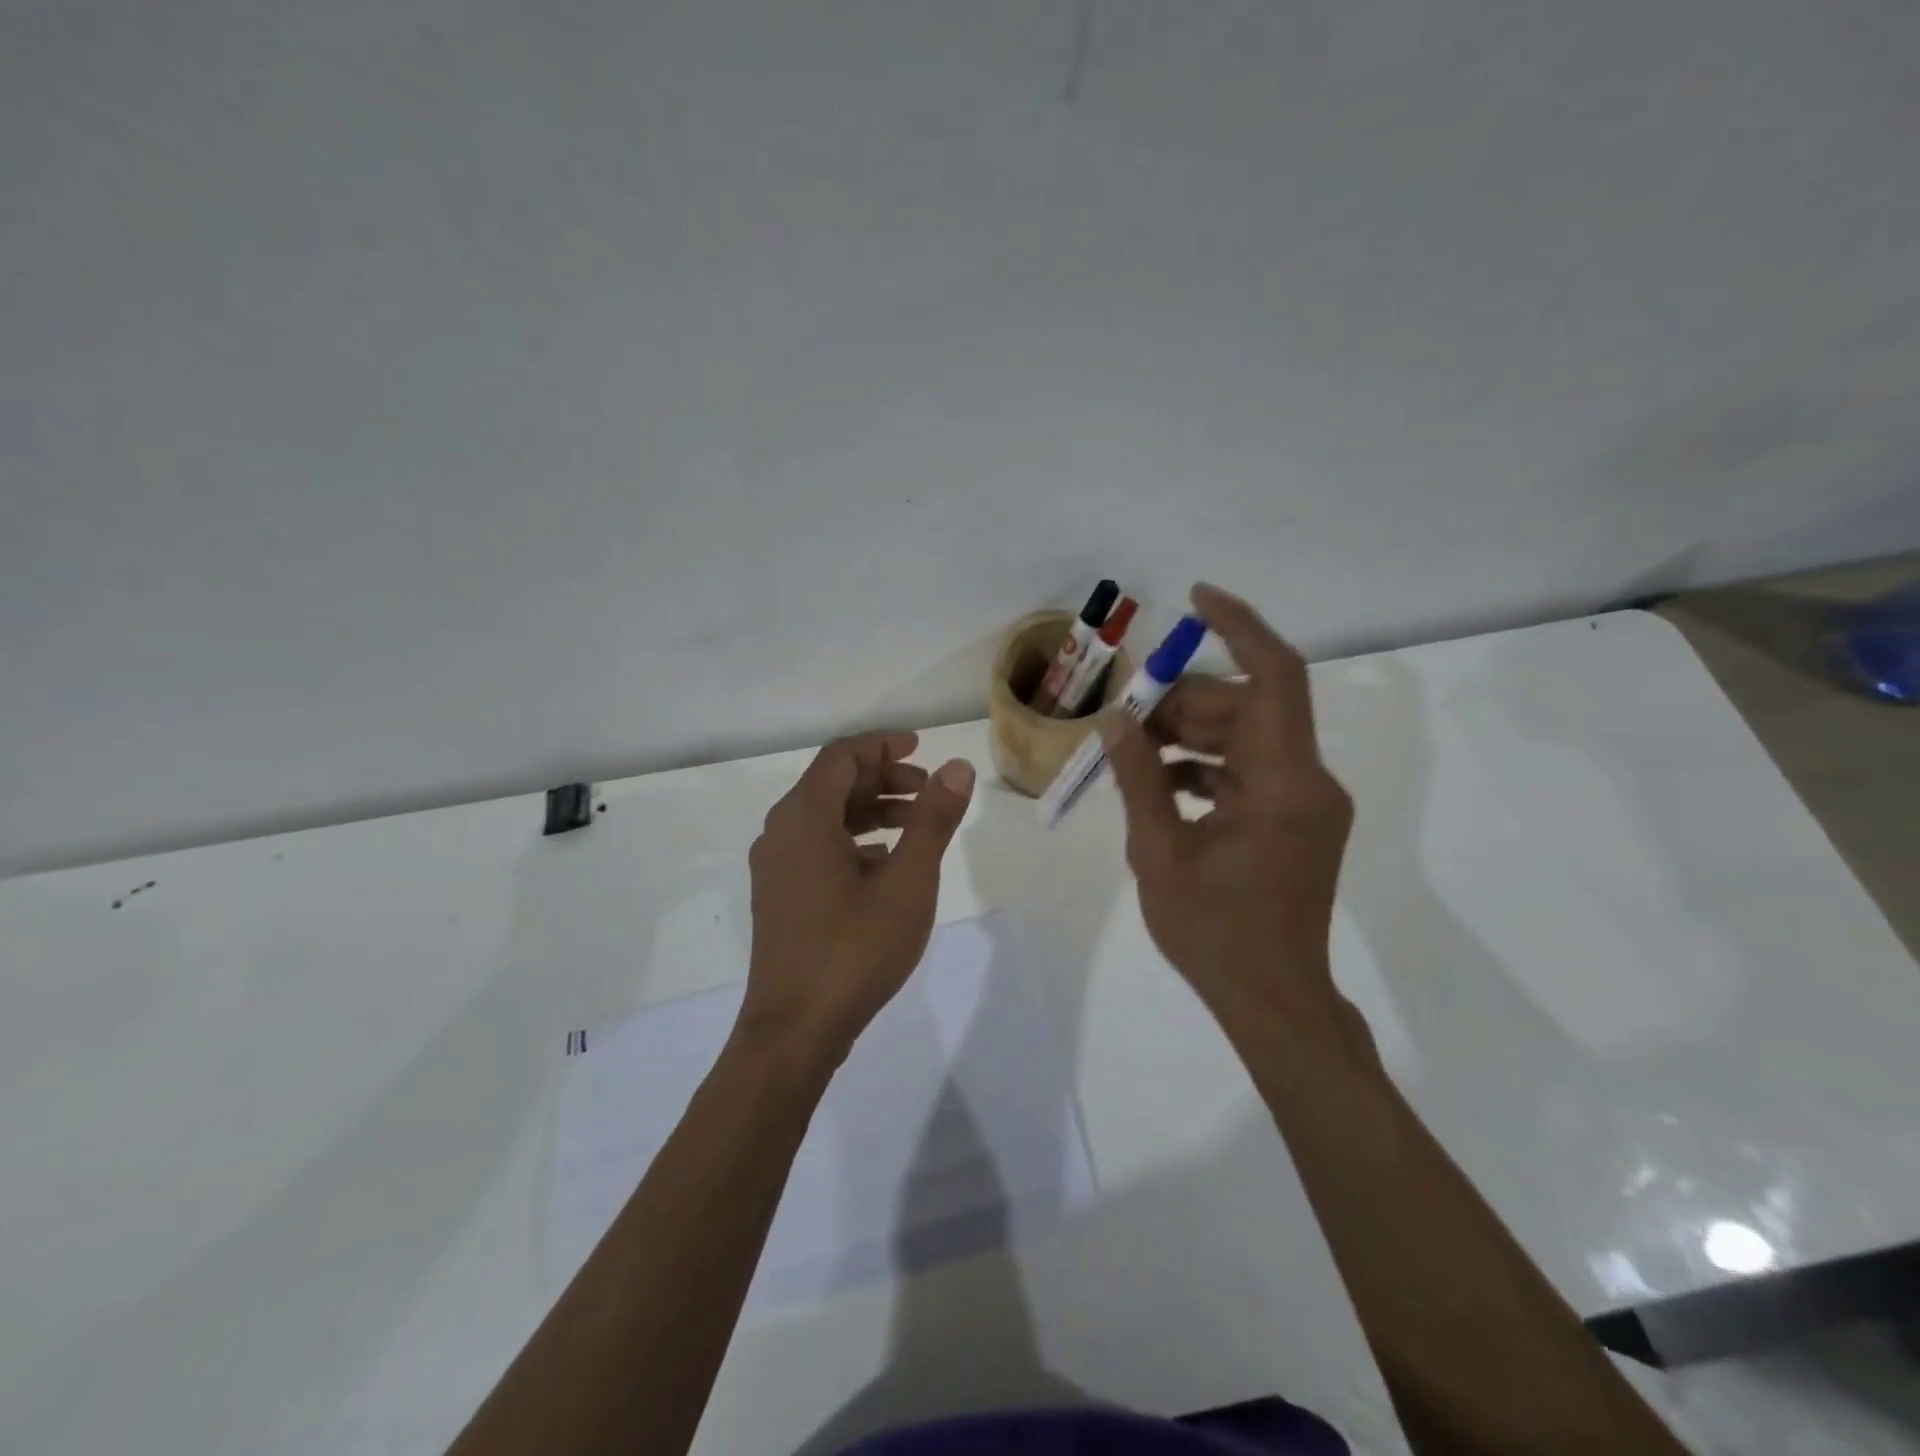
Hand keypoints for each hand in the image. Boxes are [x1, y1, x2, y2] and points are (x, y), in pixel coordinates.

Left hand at [741, 732, 975, 1059]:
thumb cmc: (854, 949)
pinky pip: (816, 848)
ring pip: (824, 819)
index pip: (841, 757)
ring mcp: (775, 868)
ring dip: (870, 811)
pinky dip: (853, 842)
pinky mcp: (779, 897)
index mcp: (803, 818)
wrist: (794, 1030)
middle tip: (928, 791)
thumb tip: (956, 767)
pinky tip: (885, 864)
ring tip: (915, 825)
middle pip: (831, 785)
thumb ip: (933, 819)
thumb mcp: (908, 881)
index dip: (882, 745)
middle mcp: (780, 833)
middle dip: (882, 779)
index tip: (920, 748)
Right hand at [1104, 583, 1355, 1037]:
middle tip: (1124, 722)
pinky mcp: (1297, 821)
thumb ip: (1139, 778)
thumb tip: (1115, 720)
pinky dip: (1206, 769)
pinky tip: (1160, 787)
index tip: (1196, 598)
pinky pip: (1250, 772)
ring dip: (1189, 737)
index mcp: (1285, 784)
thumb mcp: (1159, 853)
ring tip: (1131, 757)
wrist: (1274, 1002)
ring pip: (1246, 738)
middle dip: (1183, 704)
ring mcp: (1307, 802)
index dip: (1239, 626)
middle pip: (1247, 708)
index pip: (1275, 676)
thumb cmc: (1214, 934)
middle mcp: (1308, 781)